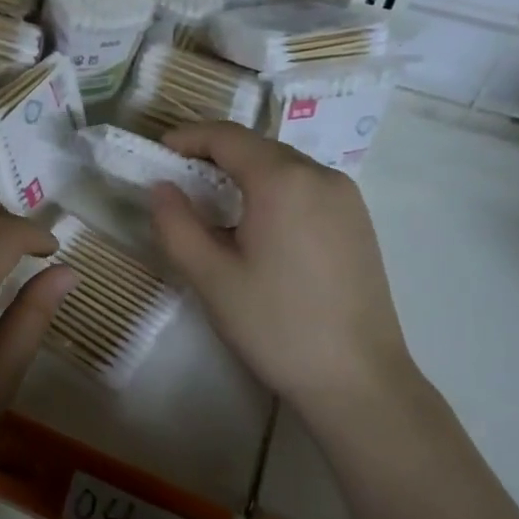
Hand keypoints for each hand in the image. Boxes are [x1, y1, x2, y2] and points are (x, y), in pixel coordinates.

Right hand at [150, 123, 414, 410]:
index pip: (226, 137)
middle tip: (179, 183)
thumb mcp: (211, 277)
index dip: (187, 137)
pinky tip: (258, 227)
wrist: (359, 381)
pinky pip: (305, 187)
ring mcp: (346, 198)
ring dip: (244, 173)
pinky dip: (273, 191)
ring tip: (214, 206)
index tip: (158, 154)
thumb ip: (176, 224)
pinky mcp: (358, 222)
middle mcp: (320, 175)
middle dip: (214, 156)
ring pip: (282, 166)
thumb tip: (161, 187)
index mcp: (283, 180)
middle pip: (256, 147)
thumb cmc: (277, 326)